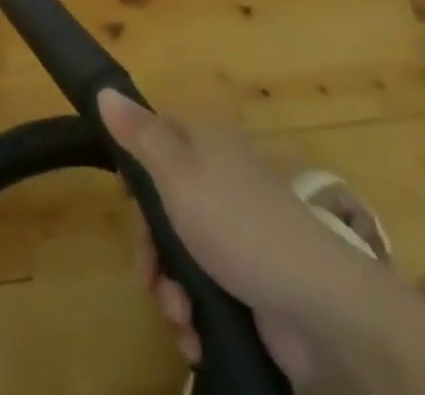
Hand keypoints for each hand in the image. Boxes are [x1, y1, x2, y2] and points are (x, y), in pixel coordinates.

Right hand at [98, 89, 390, 382]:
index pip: (156, 135)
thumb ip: (139, 134)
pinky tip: (195, 334)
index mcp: (205, 144)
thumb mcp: (178, 172)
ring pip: (178, 253)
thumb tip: (105, 89)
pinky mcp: (247, 283)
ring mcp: (235, 234)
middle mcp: (218, 181)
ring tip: (180, 315)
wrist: (320, 308)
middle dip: (149, 247)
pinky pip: (203, 292)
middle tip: (151, 274)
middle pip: (161, 203)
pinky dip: (193, 314)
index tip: (125, 198)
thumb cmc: (238, 225)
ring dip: (169, 290)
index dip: (134, 166)